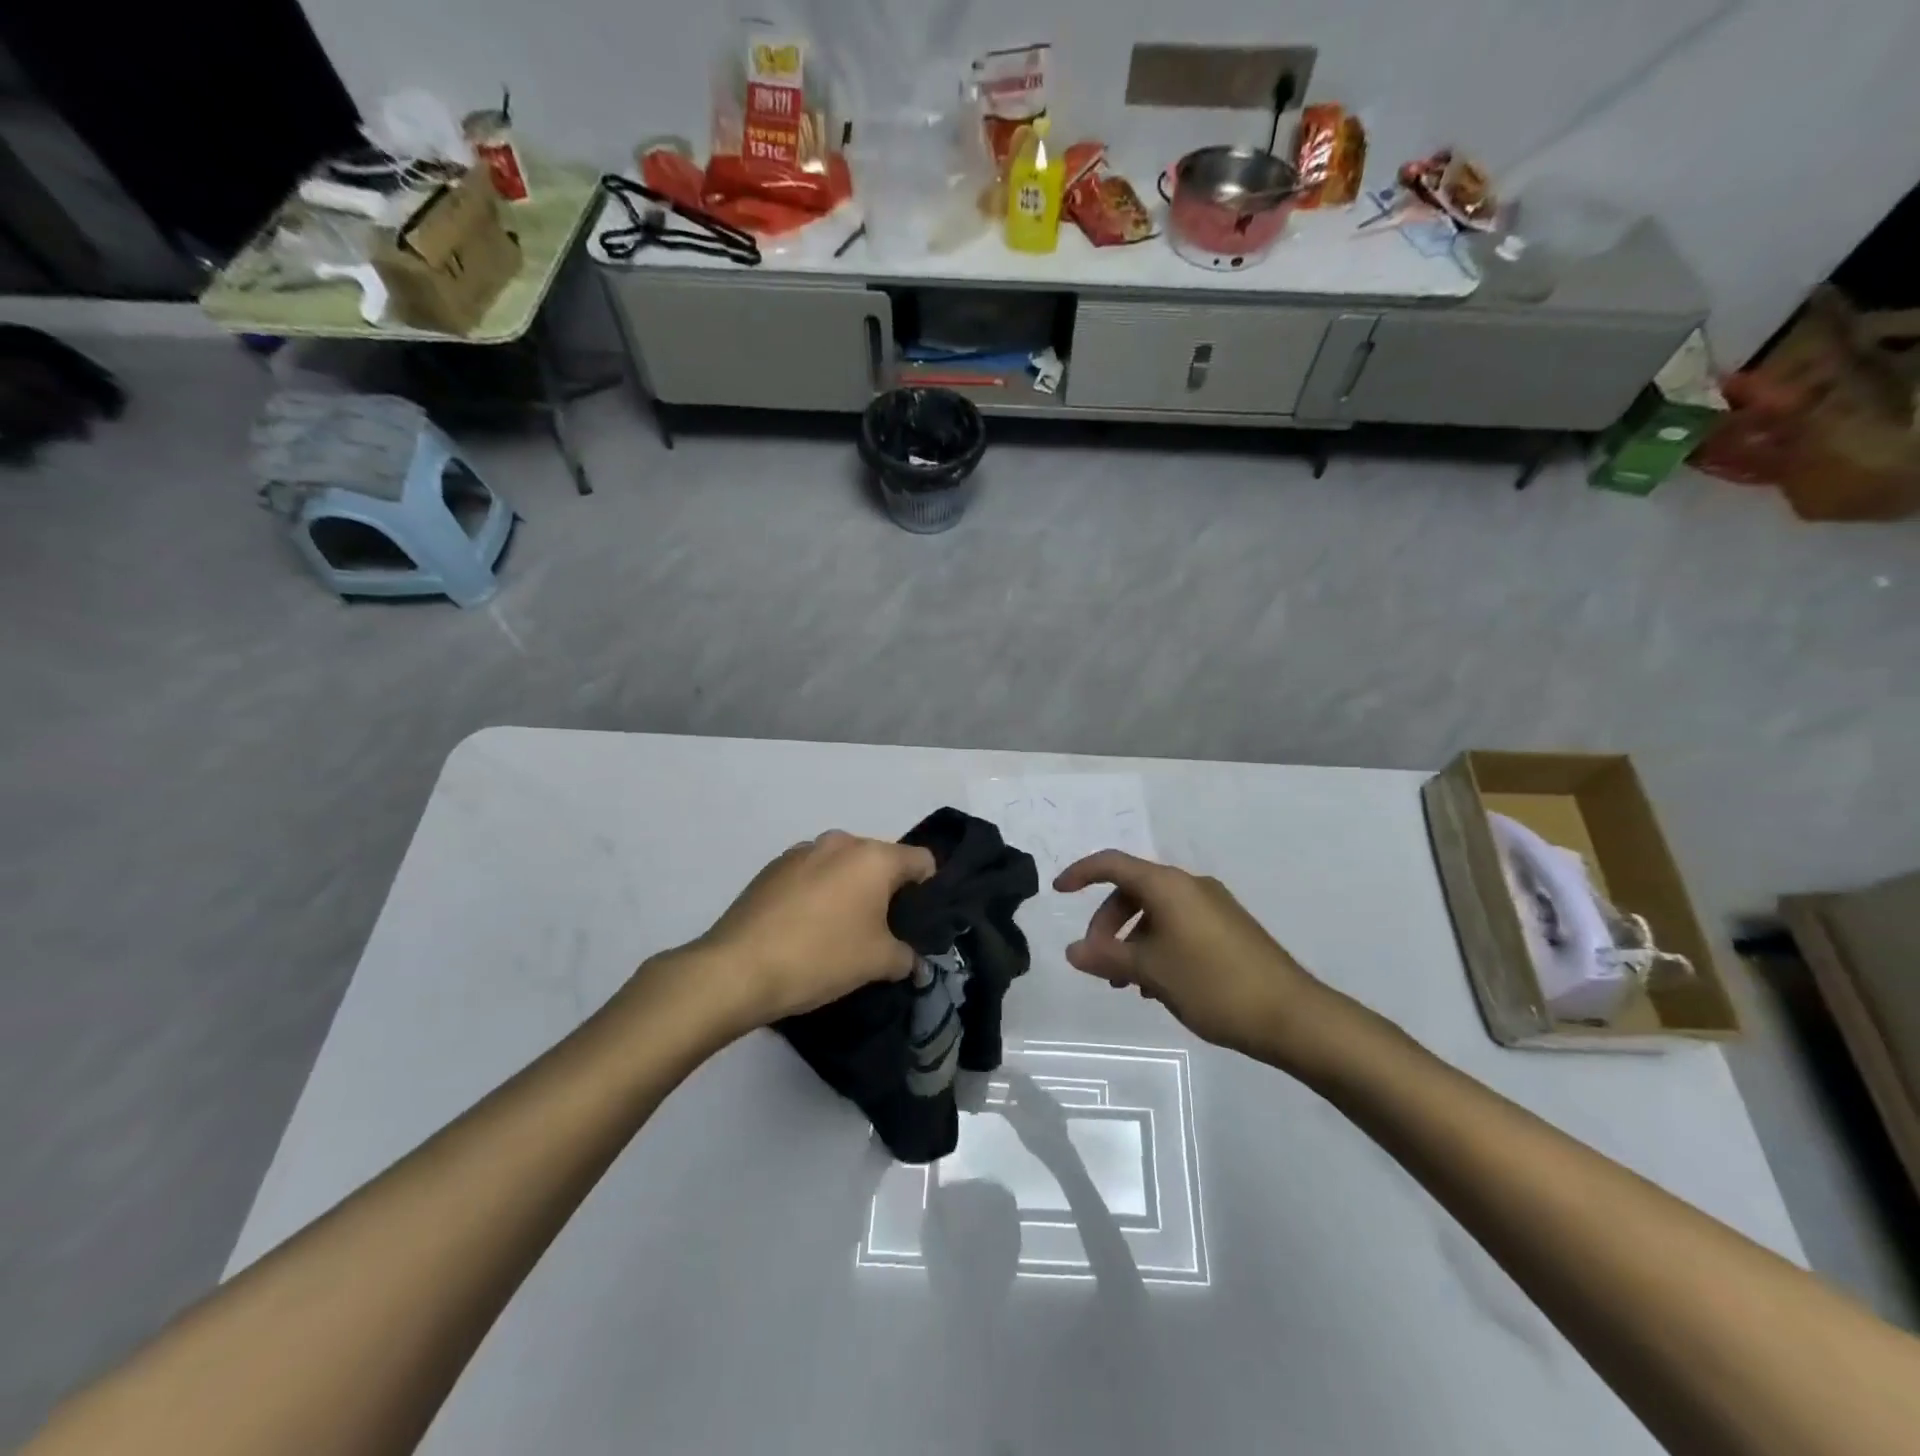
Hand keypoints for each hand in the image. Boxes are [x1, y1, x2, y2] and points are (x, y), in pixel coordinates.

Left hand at [694, 830, 935, 1025]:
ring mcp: (802, 851)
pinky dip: (817, 893)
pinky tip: (804, 928)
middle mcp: (840, 842)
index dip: (928, 890)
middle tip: (880, 931)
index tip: (917, 922)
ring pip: (843, 866)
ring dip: (849, 890)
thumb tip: (915, 963)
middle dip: (886, 891)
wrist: (737, 969)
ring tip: (837, 931)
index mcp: (873, 857)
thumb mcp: (876, 963)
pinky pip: (811, 874)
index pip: (921, 860)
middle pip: (880, 860)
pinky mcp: (772, 867)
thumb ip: (906, 957)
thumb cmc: (821, 957)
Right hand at [1054, 850, 1332, 1067]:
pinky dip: (1157, 946)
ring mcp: (1213, 907)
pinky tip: (1157, 985)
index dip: (1081, 872)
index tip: (1057, 892)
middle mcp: (1190, 886)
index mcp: (1168, 886)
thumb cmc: (1213, 985)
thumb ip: (1107, 958)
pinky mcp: (1228, 929)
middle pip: (1133, 891)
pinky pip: (1178, 926)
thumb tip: (1073, 951)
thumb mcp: (1151, 972)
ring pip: (1156, 913)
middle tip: (1098, 962)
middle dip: (1107, 923)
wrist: (1292, 1016)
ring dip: (1132, 941)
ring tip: (1127, 984)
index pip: (1113, 863)